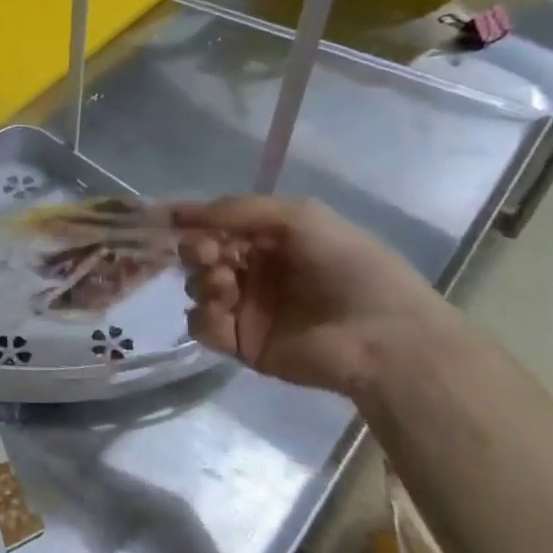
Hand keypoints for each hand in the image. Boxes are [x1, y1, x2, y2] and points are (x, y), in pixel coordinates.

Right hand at [172, 196, 454, 399]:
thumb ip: (238, 209)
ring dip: (202, 281)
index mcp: (272, 239)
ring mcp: (247, 309)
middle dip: (195, 249)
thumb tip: (179, 212)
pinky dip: (204, 316)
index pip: (219, 225)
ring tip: (225, 286)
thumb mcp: (300, 217)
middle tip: (207, 254)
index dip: (195, 221)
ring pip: (197, 288)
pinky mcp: (242, 343)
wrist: (382, 337)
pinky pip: (202, 326)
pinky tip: (223, 311)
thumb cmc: (348, 267)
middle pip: (201, 255)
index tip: (169, 218)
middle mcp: (256, 271)